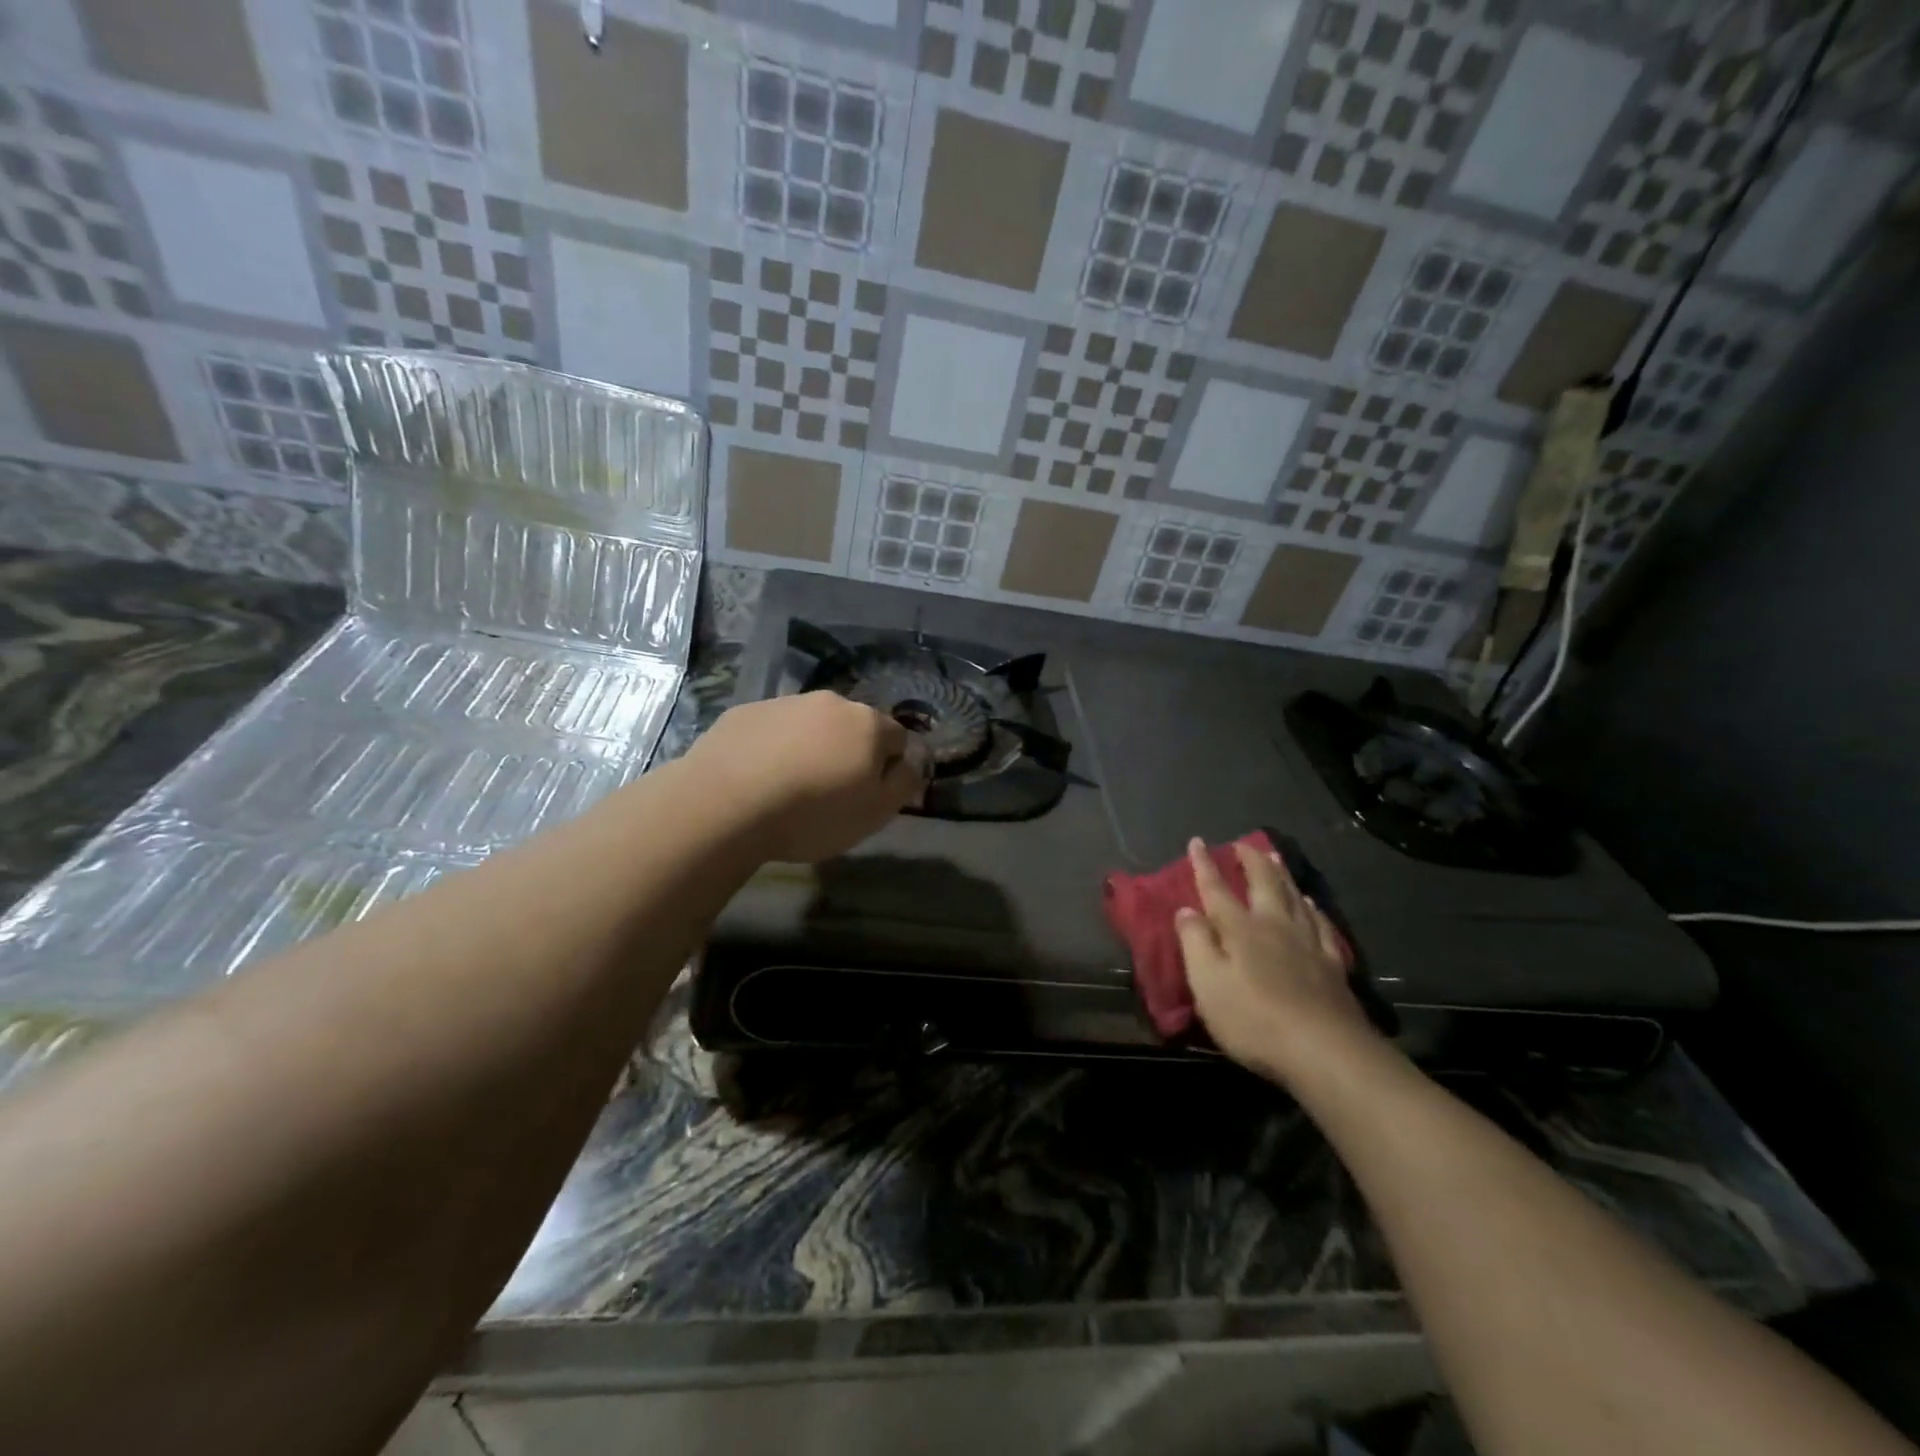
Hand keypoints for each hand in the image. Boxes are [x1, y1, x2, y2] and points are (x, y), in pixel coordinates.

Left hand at [686, 692, 928, 861]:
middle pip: (852, 726)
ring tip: (789, 789)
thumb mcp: (875, 814)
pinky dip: (773, 749)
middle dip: (848, 752)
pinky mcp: (745, 712)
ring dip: (810, 748)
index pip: (898, 738)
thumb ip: (903, 783)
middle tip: (831, 792)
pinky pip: (772, 730)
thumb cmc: (812, 814)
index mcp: (869, 724)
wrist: (725, 804)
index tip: (870, 795)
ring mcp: (785, 703)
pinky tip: (757, 779)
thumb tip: (911, 763)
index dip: (889, 768)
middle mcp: (830, 702)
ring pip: (810, 726)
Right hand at [1174, 838, 1380, 1085]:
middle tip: (1243, 844)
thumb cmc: (1253, 1020)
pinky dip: (1314, 909)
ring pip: (1295, 898)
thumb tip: (1185, 909)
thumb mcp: (1207, 984)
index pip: (1216, 890)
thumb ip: (1195, 943)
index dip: (1204, 865)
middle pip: (1264, 884)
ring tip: (1276, 860)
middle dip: (1251, 861)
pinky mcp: (1333, 965)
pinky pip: (1322, 925)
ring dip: (1282, 876)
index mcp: (1240, 929)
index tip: (1197, 842)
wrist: (1324, 1051)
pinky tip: (1312, 905)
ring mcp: (1309, 944)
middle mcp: (1275, 926)